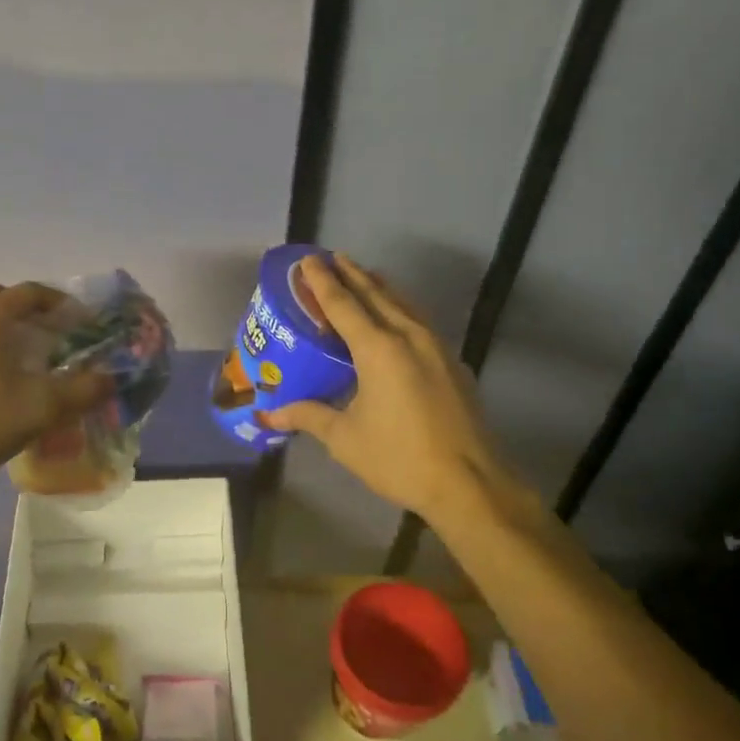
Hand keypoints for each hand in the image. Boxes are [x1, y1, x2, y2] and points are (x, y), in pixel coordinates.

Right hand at [261, 253, 509, 519]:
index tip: (308, 259)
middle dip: (351, 274)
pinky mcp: (452, 363)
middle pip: (376, 293)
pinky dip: (399, 308)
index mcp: (378, 348)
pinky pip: (418, 321)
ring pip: (402, 304)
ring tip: (361, 276)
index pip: (343, 304)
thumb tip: (269, 413)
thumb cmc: (399, 458)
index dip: (322, 281)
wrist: (469, 483)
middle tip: (331, 258)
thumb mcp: (345, 438)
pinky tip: (394, 317)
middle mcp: (408, 336)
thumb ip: (308, 416)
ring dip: (379, 287)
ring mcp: (436, 347)